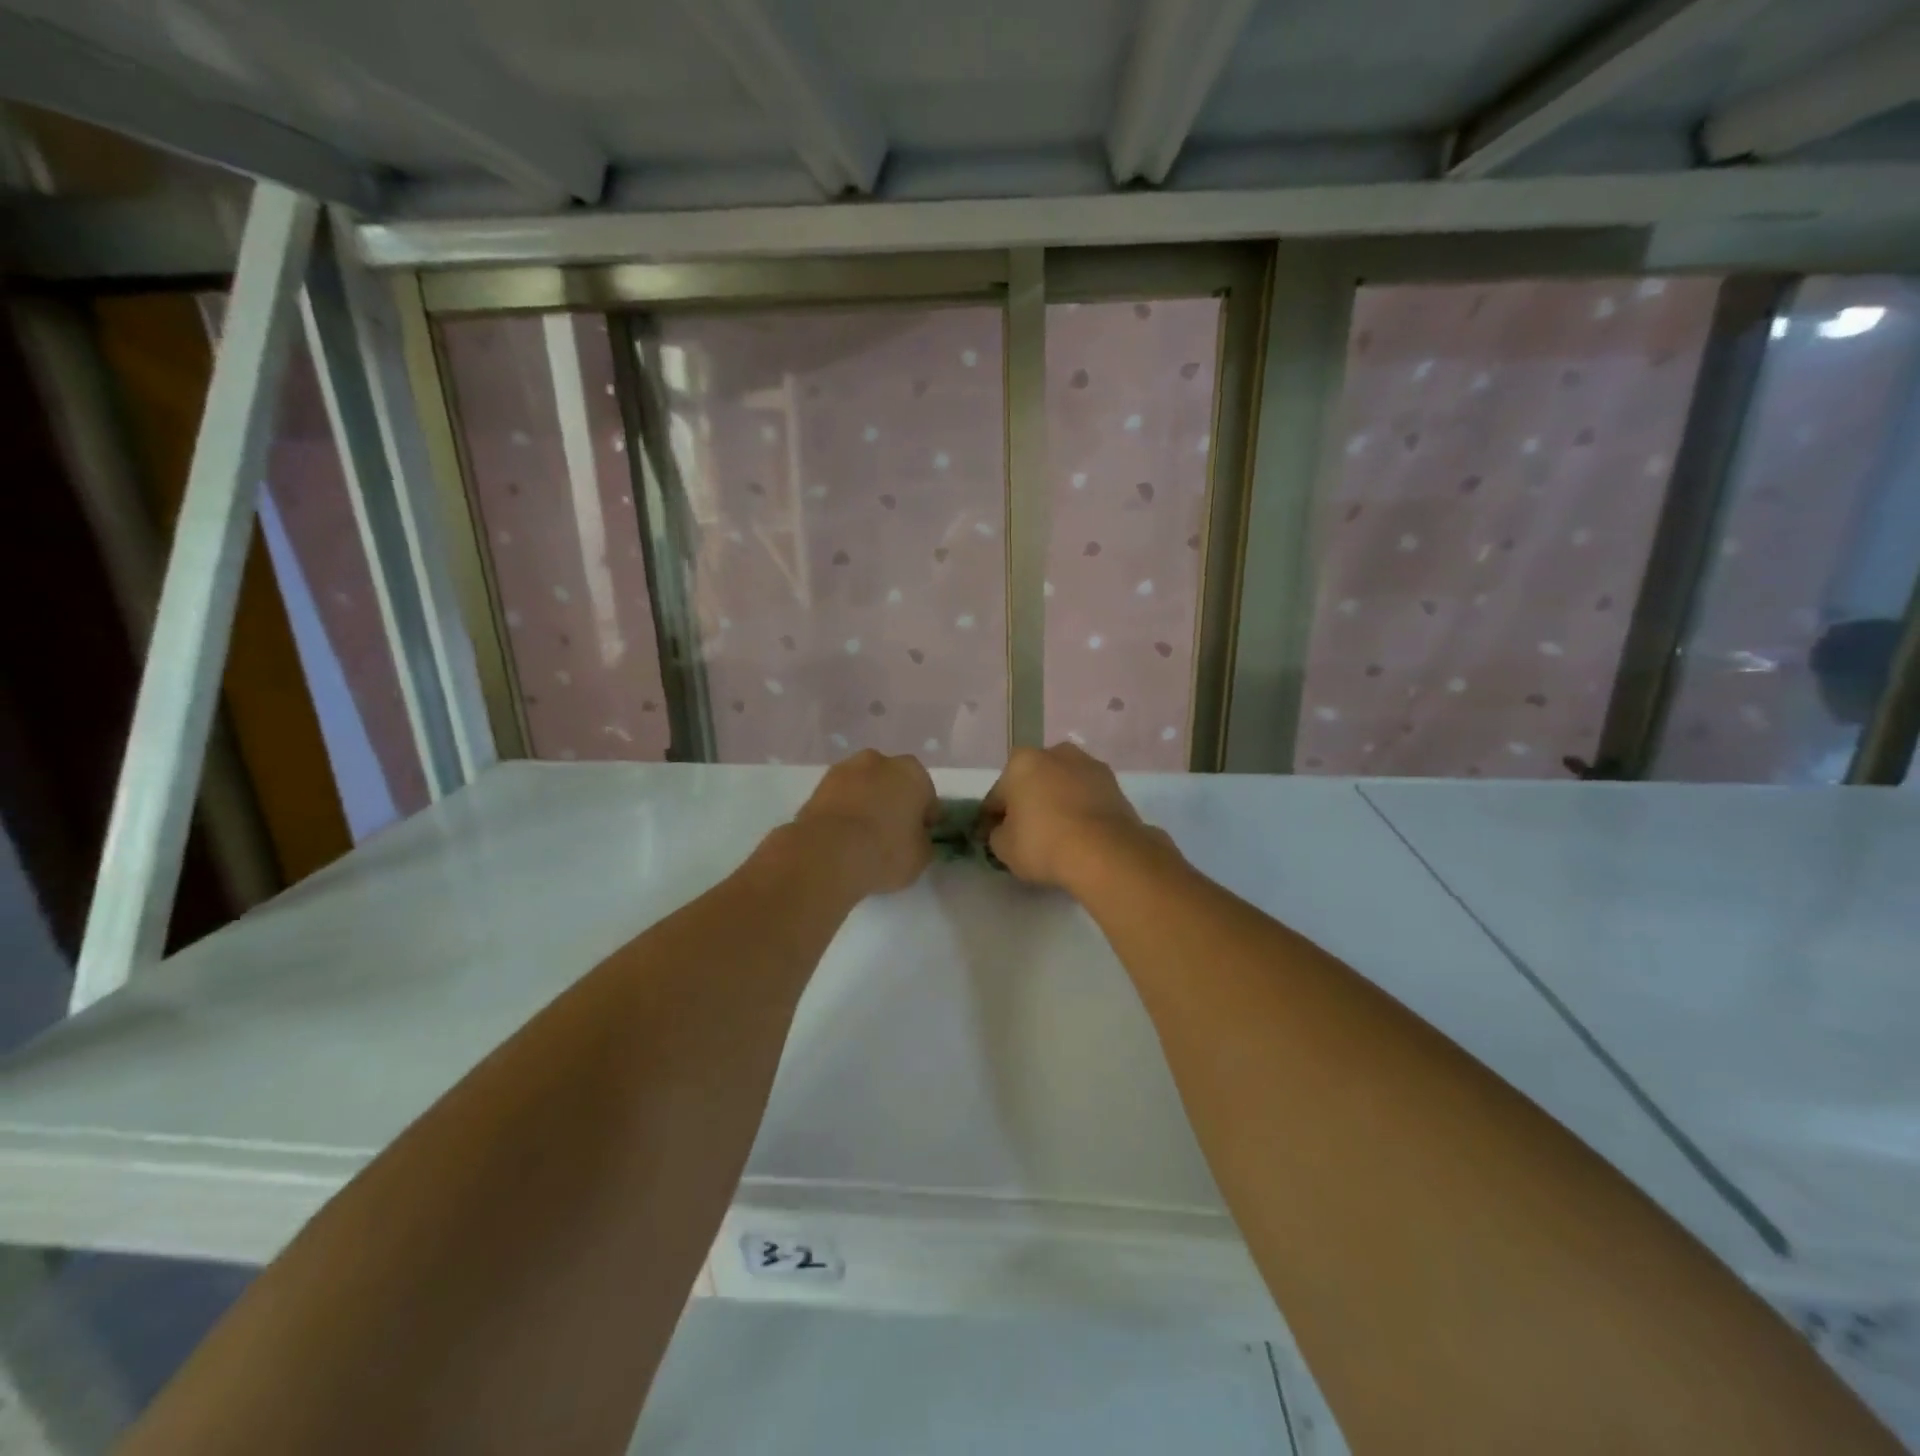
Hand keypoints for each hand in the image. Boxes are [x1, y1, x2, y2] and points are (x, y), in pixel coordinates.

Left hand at [791, 750, 936, 897]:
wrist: (828, 854)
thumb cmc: (885, 850)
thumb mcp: (921, 856)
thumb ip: (923, 841)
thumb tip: (916, 837)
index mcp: (912, 772)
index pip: (927, 796)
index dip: (924, 818)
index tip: (918, 838)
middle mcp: (879, 761)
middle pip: (893, 783)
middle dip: (893, 803)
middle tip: (890, 835)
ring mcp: (844, 770)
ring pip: (864, 787)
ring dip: (866, 803)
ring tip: (862, 837)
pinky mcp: (818, 786)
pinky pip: (841, 799)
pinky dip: (844, 811)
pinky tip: (842, 836)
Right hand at [983, 744, 1169, 891]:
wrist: (1105, 853)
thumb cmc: (1044, 843)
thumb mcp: (1004, 848)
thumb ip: (997, 834)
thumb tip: (1004, 830)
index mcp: (1021, 762)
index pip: (997, 795)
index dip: (992, 818)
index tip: (993, 837)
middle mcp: (1055, 753)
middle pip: (1032, 782)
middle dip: (1028, 802)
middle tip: (1026, 833)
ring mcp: (1089, 765)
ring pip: (1062, 786)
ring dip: (1056, 802)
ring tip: (1058, 834)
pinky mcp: (1115, 784)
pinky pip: (1086, 797)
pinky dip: (1081, 809)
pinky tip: (1080, 833)